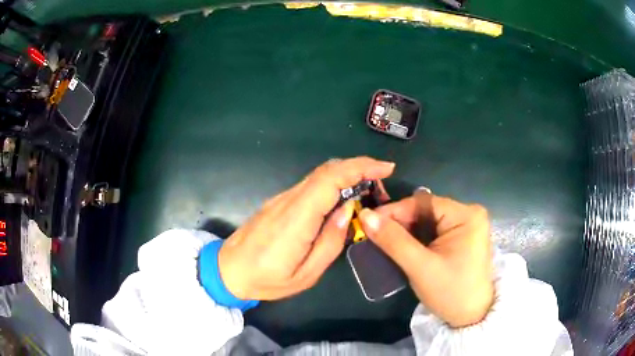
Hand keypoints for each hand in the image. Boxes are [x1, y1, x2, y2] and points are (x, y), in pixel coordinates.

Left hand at [218, 157, 394, 300]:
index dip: (361, 167)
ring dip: (347, 175)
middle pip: (326, 170)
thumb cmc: (267, 279)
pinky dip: (332, 184)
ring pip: (319, 175)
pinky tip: (343, 199)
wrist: (228, 270)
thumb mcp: (306, 273)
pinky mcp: (278, 202)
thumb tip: (348, 210)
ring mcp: (281, 199)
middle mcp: (289, 200)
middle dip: (359, 168)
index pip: (331, 179)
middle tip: (381, 184)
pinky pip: (310, 185)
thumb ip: (331, 241)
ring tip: (368, 192)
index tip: (386, 168)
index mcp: (297, 218)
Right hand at [358, 190, 493, 327]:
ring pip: (429, 221)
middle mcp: (469, 214)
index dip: (394, 211)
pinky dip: (418, 238)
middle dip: (400, 223)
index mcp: (466, 215)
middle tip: (374, 235)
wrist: (472, 316)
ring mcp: (467, 225)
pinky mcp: (463, 237)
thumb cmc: (451, 293)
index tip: (369, 222)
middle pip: (426, 210)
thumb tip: (365, 215)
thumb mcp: (420, 268)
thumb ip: (393, 240)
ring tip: (384, 241)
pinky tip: (404, 247)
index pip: (423, 203)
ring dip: (407, 231)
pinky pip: (435, 231)